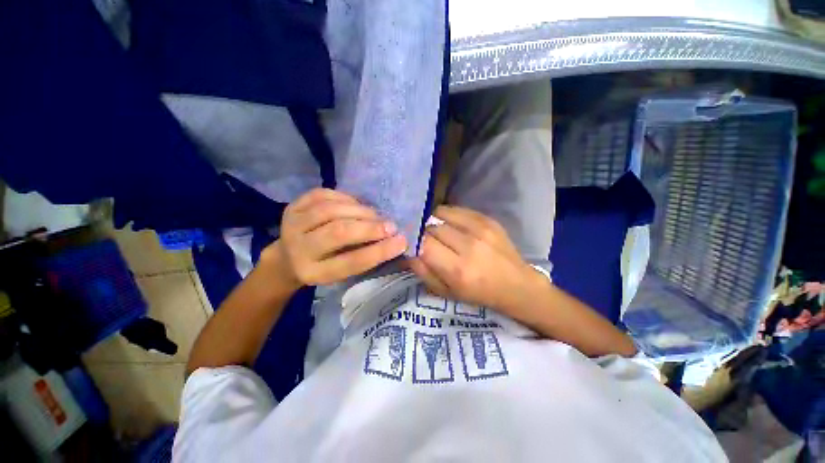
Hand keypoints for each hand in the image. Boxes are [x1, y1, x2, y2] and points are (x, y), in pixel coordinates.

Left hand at [261, 188, 406, 290]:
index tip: (402, 241)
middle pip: (338, 233)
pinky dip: (344, 197)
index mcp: (314, 273)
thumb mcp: (341, 272)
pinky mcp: (292, 206)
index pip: (351, 262)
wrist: (286, 259)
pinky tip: (356, 204)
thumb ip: (361, 256)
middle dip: (370, 227)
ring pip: (331, 210)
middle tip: (391, 226)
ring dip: (360, 211)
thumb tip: (392, 239)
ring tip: (375, 215)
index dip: (379, 251)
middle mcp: (299, 249)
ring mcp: (292, 224)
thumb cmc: (322, 267)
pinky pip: (322, 194)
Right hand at [409, 205, 545, 312]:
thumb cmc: (478, 293)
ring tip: (437, 231)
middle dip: (424, 233)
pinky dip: (447, 215)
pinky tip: (450, 224)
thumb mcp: (446, 292)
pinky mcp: (488, 219)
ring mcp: (481, 229)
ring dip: (434, 221)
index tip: (411, 243)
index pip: (424, 244)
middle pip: (432, 227)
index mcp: (458, 270)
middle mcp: (470, 246)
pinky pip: (456, 209)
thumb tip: (408, 251)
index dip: (413, 241)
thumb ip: (423, 271)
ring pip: (442, 214)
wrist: (516, 284)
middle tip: (426, 240)